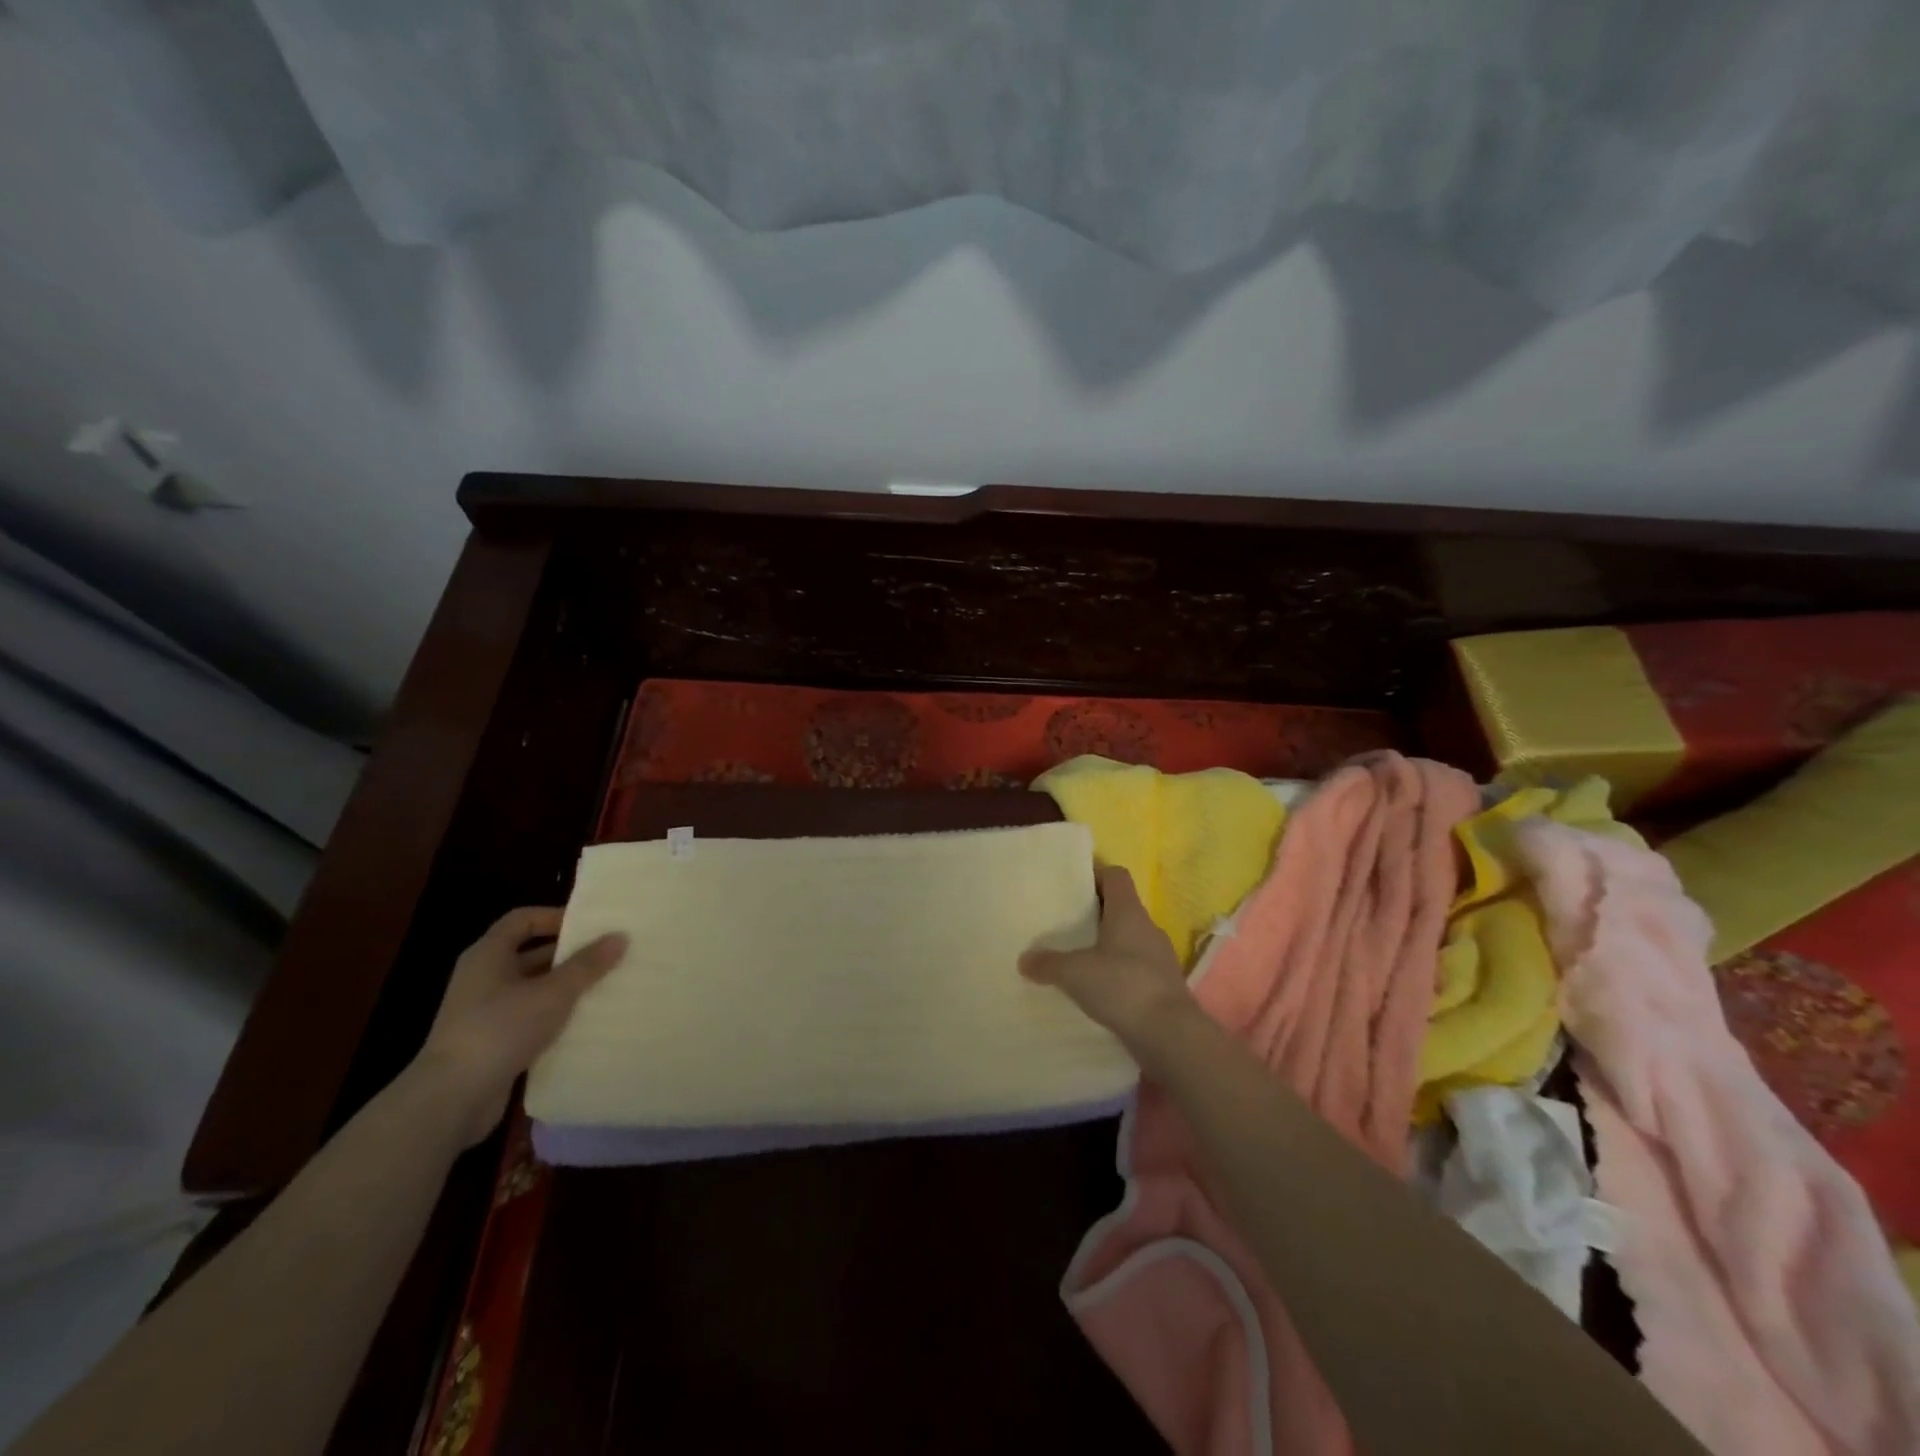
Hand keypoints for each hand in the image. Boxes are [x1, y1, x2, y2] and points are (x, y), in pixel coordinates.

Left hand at [410, 907, 627, 1146]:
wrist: (451, 1099)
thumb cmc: (500, 1029)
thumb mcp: (553, 992)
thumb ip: (587, 965)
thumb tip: (619, 936)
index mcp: (488, 955)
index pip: (522, 920)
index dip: (555, 917)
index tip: (590, 925)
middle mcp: (483, 978)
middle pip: (530, 955)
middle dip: (569, 955)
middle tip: (608, 956)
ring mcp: (484, 1013)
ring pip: (533, 990)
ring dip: (565, 989)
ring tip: (605, 988)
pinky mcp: (491, 1043)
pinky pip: (529, 1020)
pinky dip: (554, 1018)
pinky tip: (584, 1024)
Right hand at [1020, 865, 1193, 1048]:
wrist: (1171, 1035)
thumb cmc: (1123, 986)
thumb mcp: (1075, 973)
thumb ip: (1048, 964)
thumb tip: (1024, 960)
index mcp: (1129, 912)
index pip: (1116, 876)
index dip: (1096, 875)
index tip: (1072, 886)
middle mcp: (1147, 928)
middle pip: (1121, 908)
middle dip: (1095, 914)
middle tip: (1065, 924)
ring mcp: (1159, 958)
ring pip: (1128, 941)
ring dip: (1106, 946)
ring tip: (1076, 959)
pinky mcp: (1162, 986)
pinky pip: (1134, 969)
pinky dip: (1116, 974)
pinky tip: (1096, 990)